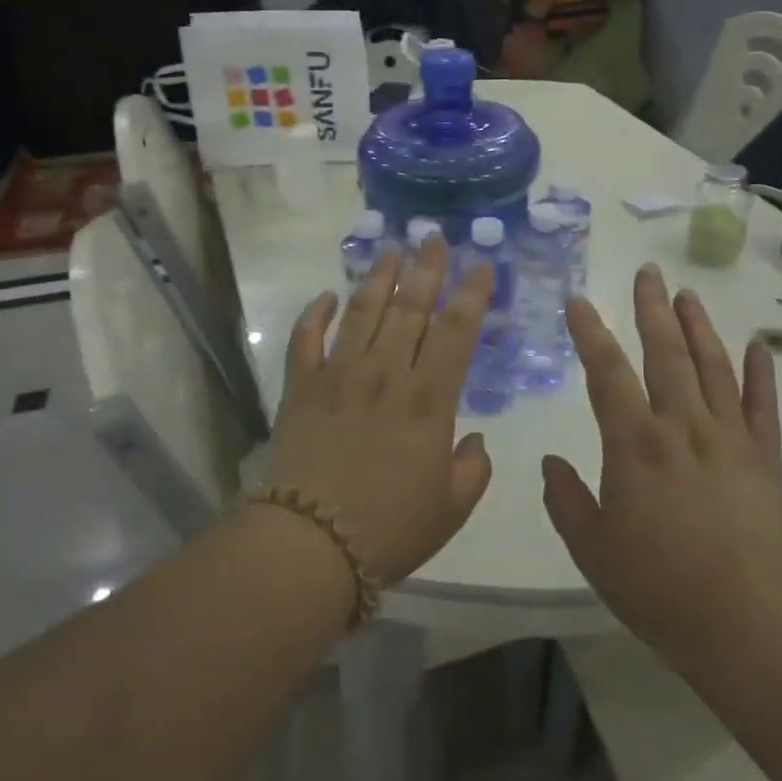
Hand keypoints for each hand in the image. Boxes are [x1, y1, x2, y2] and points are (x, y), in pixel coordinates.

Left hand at [266, 239, 493, 586]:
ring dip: (378, 278)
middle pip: (410, 308)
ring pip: (363, 313)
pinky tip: (325, 295)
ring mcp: (339, 375)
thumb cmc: (390, 528)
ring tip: (390, 250)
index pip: (456, 332)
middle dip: (425, 269)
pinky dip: (314, 314)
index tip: (480, 265)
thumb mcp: (450, 507)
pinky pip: (306, 339)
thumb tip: (477, 440)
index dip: (471, 294)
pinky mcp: (301, 387)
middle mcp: (386, 374)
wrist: (312, 543)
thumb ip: (473, 470)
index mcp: (428, 399)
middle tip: (432, 237)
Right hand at [542, 264, 781, 669]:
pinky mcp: (764, 459)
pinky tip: (758, 346)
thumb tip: (551, 462)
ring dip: (698, 327)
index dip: (590, 333)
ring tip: (687, 294)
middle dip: (652, 310)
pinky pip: (763, 406)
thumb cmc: (657, 590)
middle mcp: (682, 428)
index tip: (579, 301)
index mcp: (634, 445)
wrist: (744, 629)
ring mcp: (729, 439)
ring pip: (712, 367)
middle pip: (664, 353)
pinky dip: (761, 373)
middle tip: (647, 273)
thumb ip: (566, 500)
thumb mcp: (592, 550)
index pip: (607, 373)